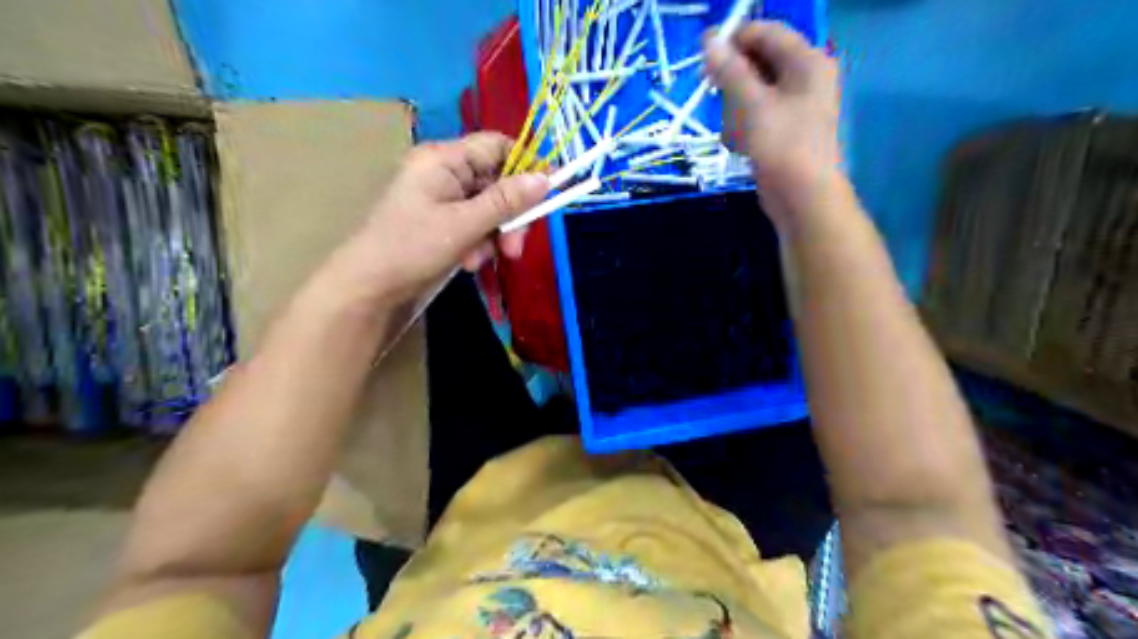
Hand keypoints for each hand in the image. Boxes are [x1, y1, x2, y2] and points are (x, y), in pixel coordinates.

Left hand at [336, 132, 550, 301]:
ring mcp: (444, 197)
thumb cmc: (412, 247)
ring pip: (490, 207)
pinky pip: (476, 224)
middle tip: (514, 249)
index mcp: (444, 159)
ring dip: (495, 235)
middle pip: (497, 182)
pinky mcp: (443, 220)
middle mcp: (445, 172)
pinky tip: (469, 262)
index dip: (525, 165)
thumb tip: (546, 178)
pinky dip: (480, 243)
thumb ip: (506, 201)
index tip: (547, 193)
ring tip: (480, 260)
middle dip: (510, 215)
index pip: (497, 146)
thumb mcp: (464, 224)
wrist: (370, 286)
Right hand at [708, 19, 836, 224]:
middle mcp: (803, 78)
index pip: (766, 33)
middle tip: (713, 97)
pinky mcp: (782, 130)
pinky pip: (754, 117)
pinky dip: (742, 128)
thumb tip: (708, 40)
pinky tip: (740, 146)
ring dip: (734, 111)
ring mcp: (793, 106)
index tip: (704, 59)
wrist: (802, 198)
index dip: (734, 41)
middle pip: (757, 63)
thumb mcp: (752, 105)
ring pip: (750, 93)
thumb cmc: (782, 146)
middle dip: (732, 83)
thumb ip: (730, 71)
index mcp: (806, 62)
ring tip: (735, 133)